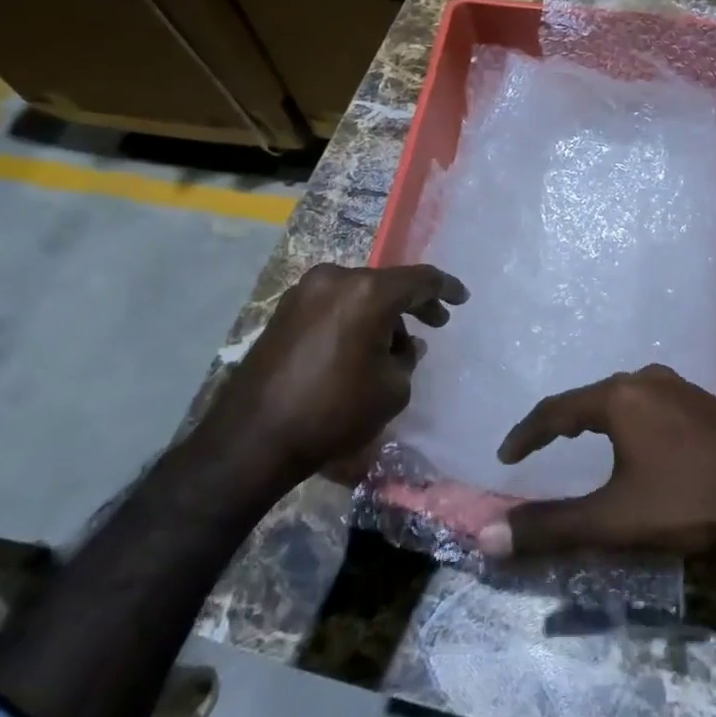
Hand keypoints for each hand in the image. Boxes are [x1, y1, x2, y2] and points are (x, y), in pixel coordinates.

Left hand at [211, 261, 466, 483]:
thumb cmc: (334, 411)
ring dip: (382, 314)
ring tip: (395, 347)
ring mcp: (305, 292)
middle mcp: (336, 279)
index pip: (420, 280)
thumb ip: (408, 357)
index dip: (446, 288)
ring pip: (359, 294)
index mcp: (368, 292)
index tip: (462, 298)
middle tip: (436, 323)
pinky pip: (334, 305)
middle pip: (387, 284)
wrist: (253, 438)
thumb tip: (404, 346)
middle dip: (413, 304)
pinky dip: (354, 318)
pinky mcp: (284, 310)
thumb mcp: (392, 388)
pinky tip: (362, 346)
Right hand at [479, 364, 715, 559]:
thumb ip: (551, 527)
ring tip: (581, 442)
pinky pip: (651, 404)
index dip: (527, 433)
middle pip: (589, 398)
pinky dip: (628, 421)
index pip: (556, 409)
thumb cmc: (691, 499)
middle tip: (540, 448)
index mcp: (619, 396)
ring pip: (624, 398)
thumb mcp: (615, 520)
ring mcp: (681, 387)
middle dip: (561, 423)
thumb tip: (486, 536)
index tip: (507, 454)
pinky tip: (638, 442)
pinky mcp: (705, 402)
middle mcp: (647, 379)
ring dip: (597, 418)